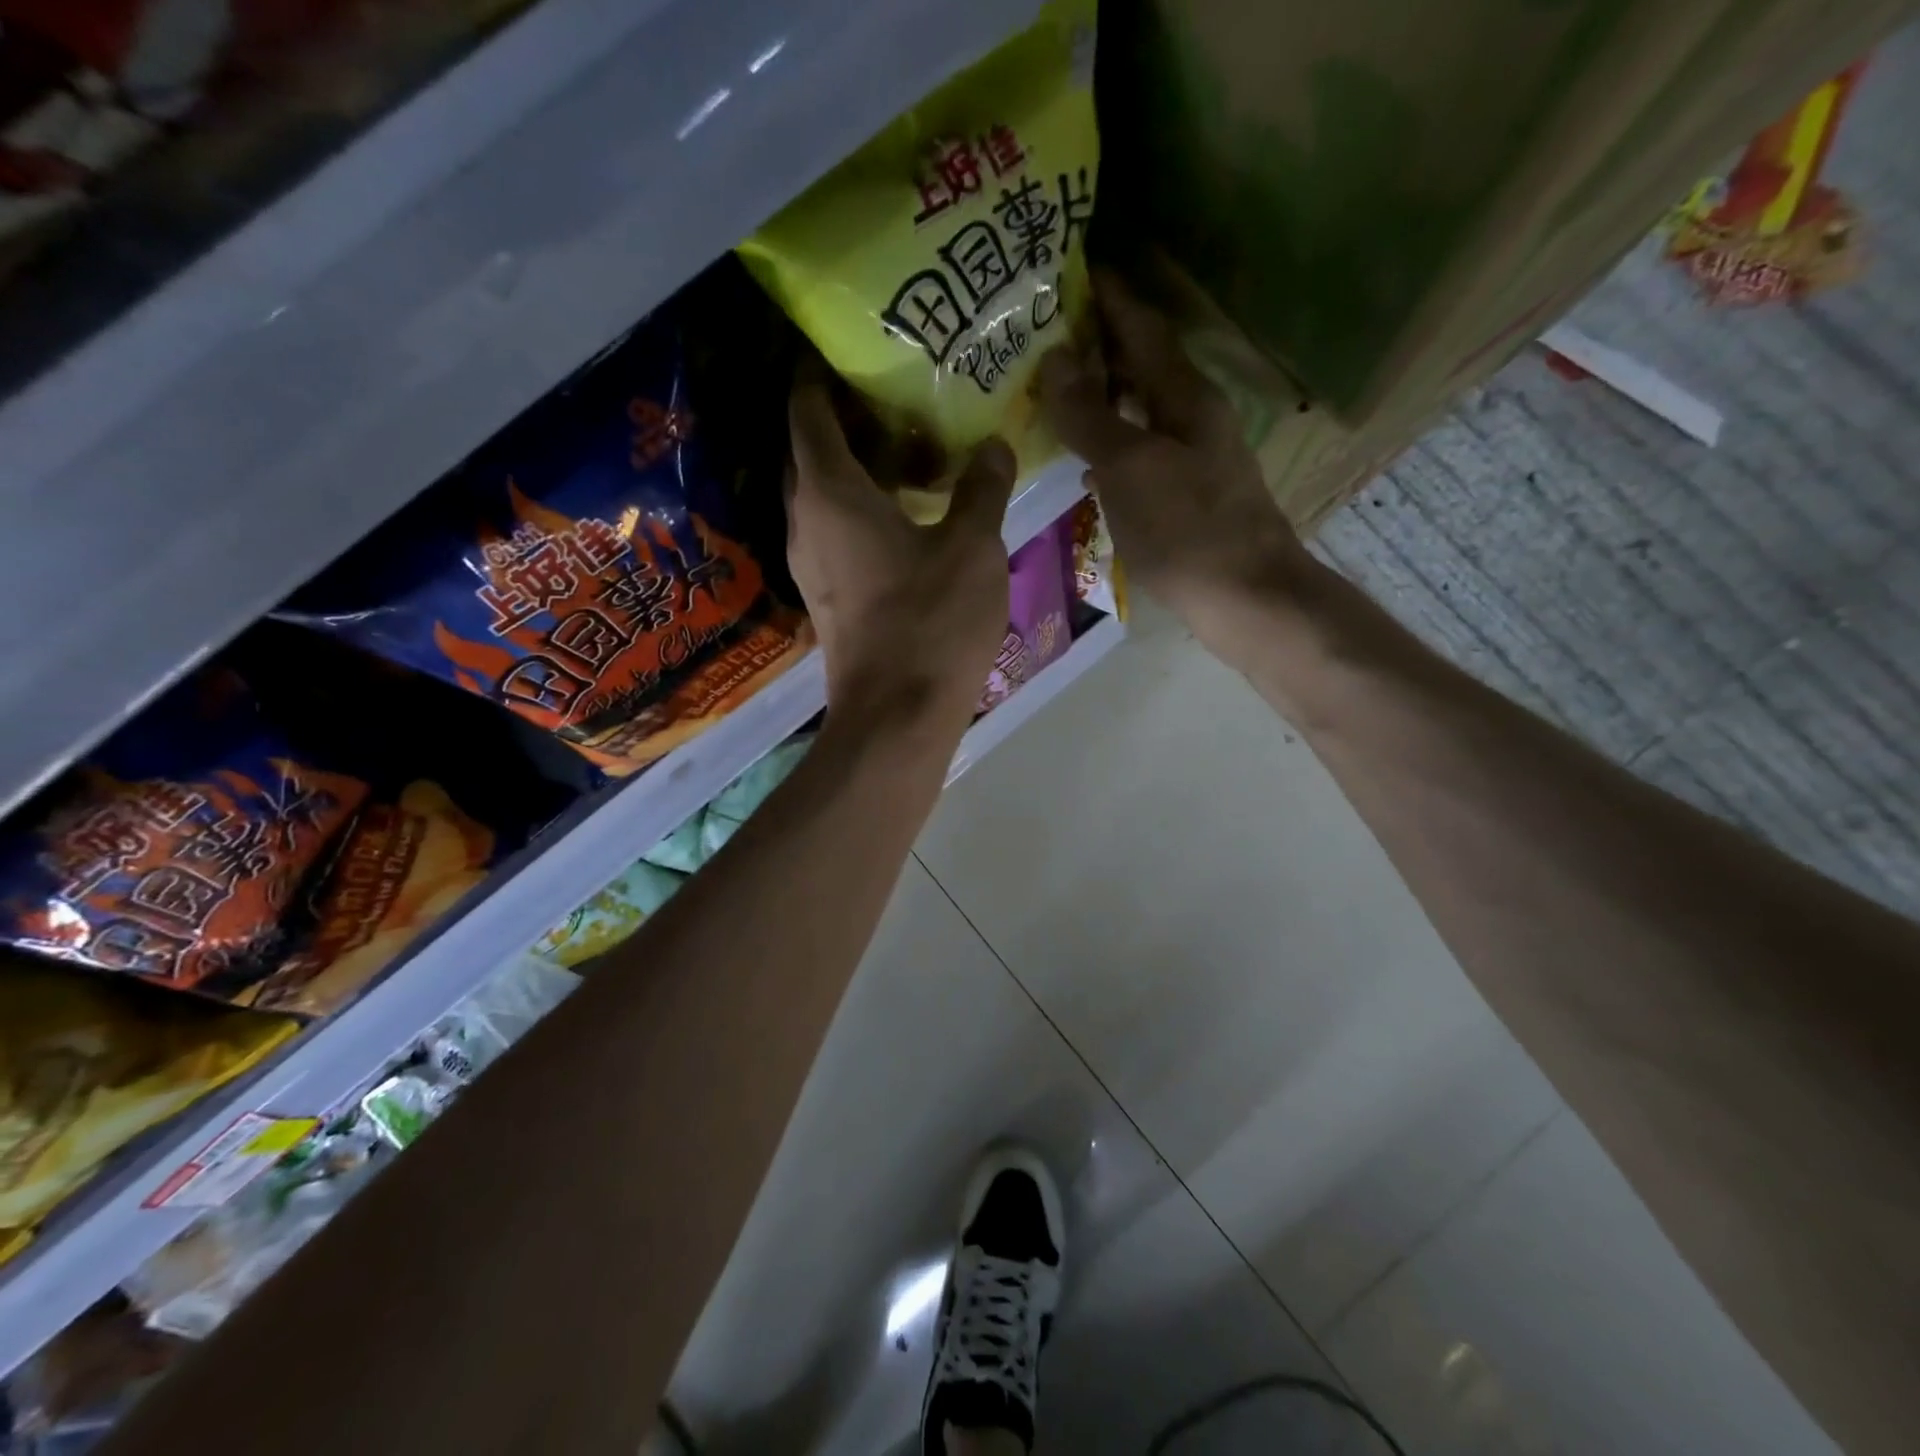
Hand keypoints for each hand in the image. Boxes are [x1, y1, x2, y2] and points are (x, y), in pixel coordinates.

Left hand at [786, 358, 1017, 732]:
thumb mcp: (972, 547)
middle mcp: (806, 520)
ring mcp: (810, 562)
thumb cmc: (931, 622)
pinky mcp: (825, 594)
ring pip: (823, 494)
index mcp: (830, 492)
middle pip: (810, 450)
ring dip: (856, 467)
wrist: (896, 715)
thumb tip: (994, 446)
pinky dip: (861, 507)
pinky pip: (834, 530)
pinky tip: (907, 511)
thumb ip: (982, 488)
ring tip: (910, 449)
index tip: (844, 347)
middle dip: (843, 418)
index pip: (807, 410)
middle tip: (894, 394)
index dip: (818, 374)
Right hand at [1038, 271, 1315, 649]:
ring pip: (1141, 409)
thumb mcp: (1129, 467)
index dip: (1108, 296)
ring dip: (1102, 396)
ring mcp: (1193, 455)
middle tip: (1042, 337)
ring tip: (1053, 393)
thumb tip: (1054, 360)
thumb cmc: (1186, 528)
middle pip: (1142, 364)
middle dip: (1097, 345)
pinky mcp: (1188, 493)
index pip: (1142, 326)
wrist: (1245, 597)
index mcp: (1184, 395)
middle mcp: (1193, 415)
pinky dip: (1111, 444)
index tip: (1068, 269)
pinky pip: (1141, 450)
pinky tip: (1085, 461)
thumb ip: (1090, 415)